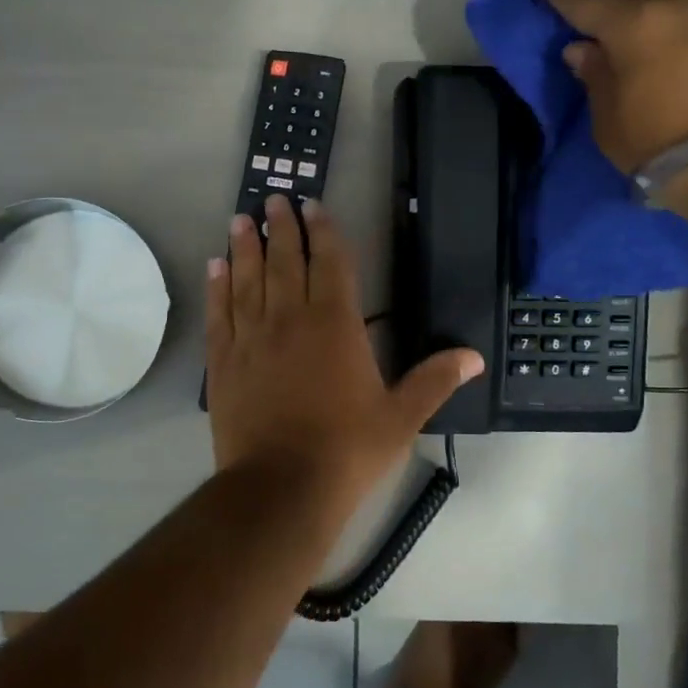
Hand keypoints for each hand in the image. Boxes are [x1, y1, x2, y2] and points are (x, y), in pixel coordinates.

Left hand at [206, 195, 483, 502]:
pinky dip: (217, 287)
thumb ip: (433, 381)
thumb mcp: (399, 418)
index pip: (330, 264)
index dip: (323, 232)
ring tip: (240, 219)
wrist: (281, 488)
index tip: (313, 206)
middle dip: (281, 228)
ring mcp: (252, 339)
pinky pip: (220, 313)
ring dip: (244, 247)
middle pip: (284, 261)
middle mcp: (291, 320)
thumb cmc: (346, 451)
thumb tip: (473, 356)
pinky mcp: (224, 362)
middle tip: (274, 199)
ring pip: (247, 279)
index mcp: (336, 326)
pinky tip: (214, 267)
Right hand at [543, 0, 687, 174]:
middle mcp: (681, 6)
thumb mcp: (609, 120)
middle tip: (615, 16)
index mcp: (637, 25)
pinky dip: (686, 22)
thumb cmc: (659, 144)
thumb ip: (595, 76)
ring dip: (664, 0)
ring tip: (649, 37)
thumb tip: (583, 49)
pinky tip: (677, 52)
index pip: (591, 1)